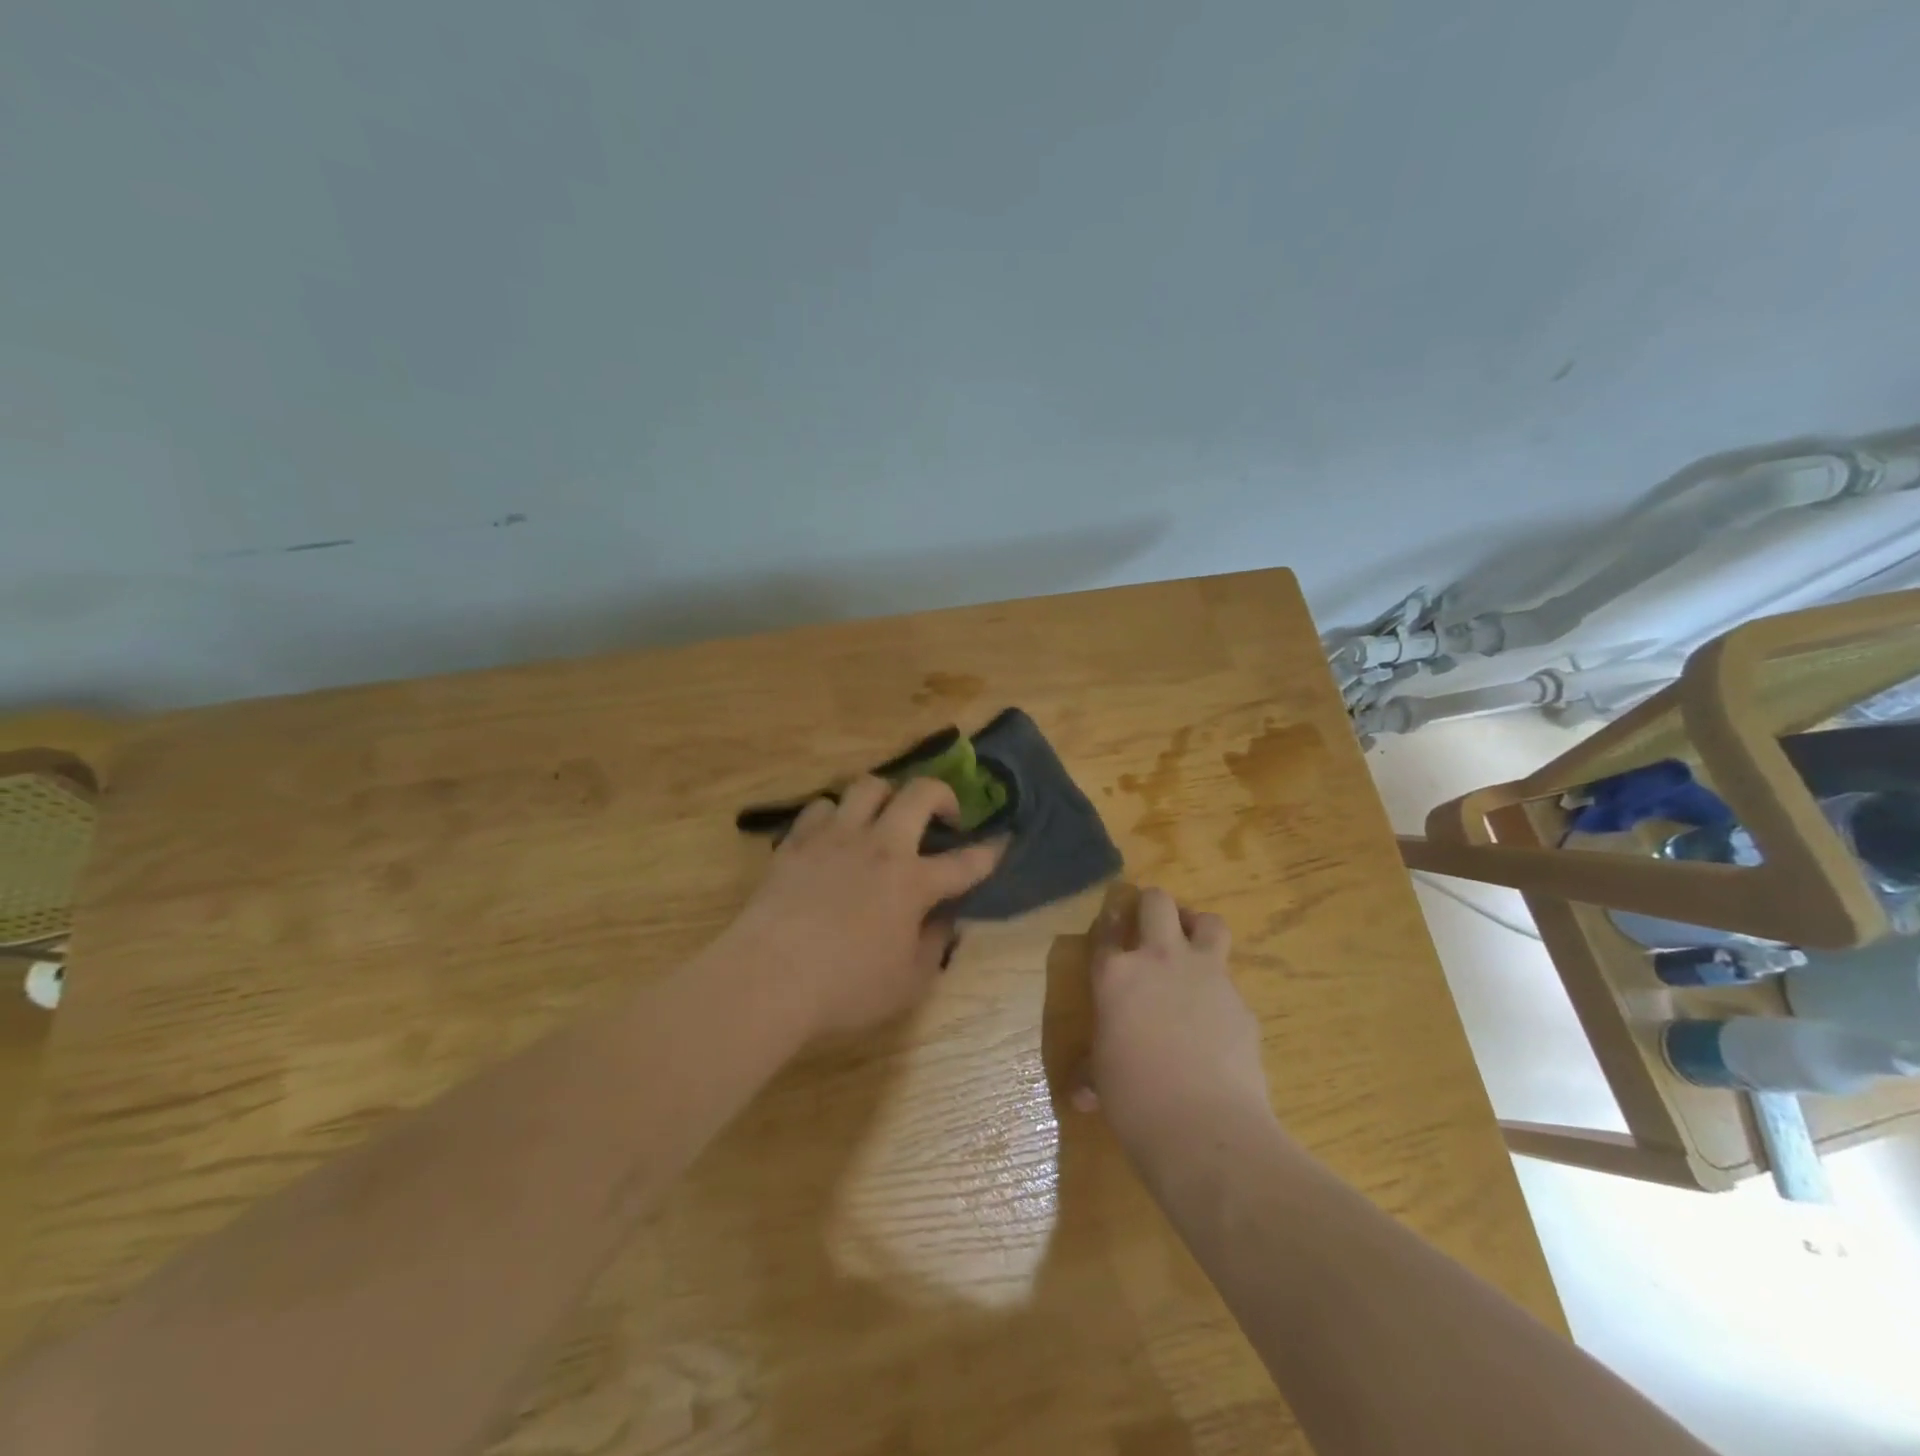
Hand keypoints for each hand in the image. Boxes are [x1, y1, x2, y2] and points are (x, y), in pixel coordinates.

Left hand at [725, 775, 1002, 1040]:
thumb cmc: (846, 988)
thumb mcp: (908, 983)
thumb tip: (943, 920)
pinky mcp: (797, 840)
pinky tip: (833, 836)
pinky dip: (835, 815)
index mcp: (913, 882)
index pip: (965, 862)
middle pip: (920, 793)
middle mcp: (880, 846)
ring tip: (884, 818)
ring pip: (868, 786)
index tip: (1002, 841)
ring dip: (886, 796)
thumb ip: (933, 946)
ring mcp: (836, 837)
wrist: (769, 976)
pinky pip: (821, 806)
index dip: (988, 851)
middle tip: (943, 816)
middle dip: (942, 795)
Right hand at [1074, 887, 1271, 1146]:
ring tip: (1192, 950)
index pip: (1109, 929)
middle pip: (1158, 902)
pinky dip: (1221, 992)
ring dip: (1197, 929)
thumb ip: (1093, 1072)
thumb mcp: (1103, 1079)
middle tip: (1152, 927)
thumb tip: (1083, 1095)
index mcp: (1116, 974)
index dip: (1111, 922)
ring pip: (1209, 922)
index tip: (1114, 924)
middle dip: (1153, 906)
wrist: (1204, 1127)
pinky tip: (1217, 1022)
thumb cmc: (1134, 1099)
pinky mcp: (1242, 1003)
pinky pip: (1231, 982)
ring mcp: (1207, 976)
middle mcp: (1160, 960)